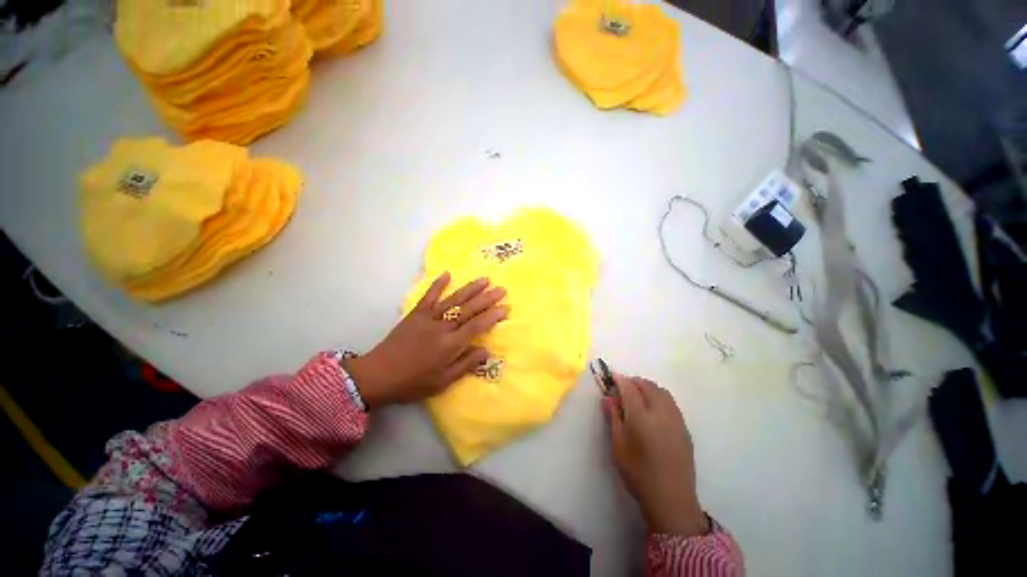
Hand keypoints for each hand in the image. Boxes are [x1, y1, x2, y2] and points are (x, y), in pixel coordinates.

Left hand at [343, 272, 507, 408]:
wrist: (377, 375)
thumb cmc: (412, 382)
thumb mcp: (442, 382)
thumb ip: (465, 365)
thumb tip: (486, 351)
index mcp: (450, 345)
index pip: (476, 326)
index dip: (492, 316)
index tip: (505, 307)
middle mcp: (441, 327)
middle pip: (468, 310)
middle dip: (487, 299)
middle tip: (502, 289)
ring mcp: (427, 318)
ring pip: (453, 300)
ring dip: (470, 289)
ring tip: (485, 279)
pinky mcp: (415, 314)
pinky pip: (428, 296)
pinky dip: (437, 285)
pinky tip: (447, 273)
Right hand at [602, 372, 709, 536]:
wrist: (671, 499)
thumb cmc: (638, 472)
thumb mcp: (618, 445)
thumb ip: (613, 417)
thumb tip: (607, 397)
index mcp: (641, 416)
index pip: (629, 388)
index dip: (620, 379)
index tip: (612, 377)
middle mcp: (661, 412)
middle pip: (647, 386)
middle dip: (634, 382)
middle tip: (623, 388)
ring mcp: (676, 419)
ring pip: (661, 392)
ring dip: (648, 387)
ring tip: (637, 396)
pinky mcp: (684, 428)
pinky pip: (670, 402)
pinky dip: (659, 397)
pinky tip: (653, 410)